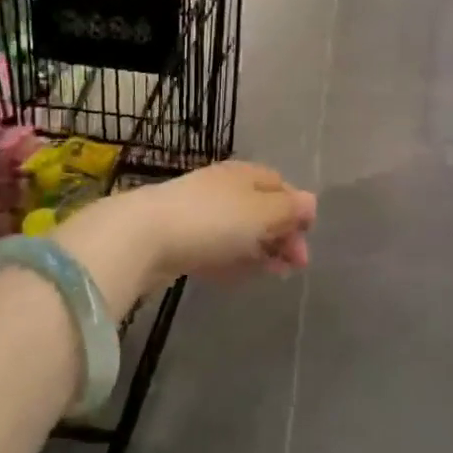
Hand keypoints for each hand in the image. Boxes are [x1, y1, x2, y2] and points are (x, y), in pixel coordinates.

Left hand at [120, 161, 315, 283]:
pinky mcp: (180, 239)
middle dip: (281, 236)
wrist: (143, 237)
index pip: (281, 186)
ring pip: (239, 231)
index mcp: (246, 174)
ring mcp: (200, 213)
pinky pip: (216, 248)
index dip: (298, 213)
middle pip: (261, 210)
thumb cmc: (213, 221)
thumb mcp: (261, 214)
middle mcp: (224, 188)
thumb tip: (310, 202)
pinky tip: (238, 277)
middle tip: (293, 267)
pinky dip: (232, 260)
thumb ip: (289, 209)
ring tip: (271, 275)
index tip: (306, 242)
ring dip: (259, 251)